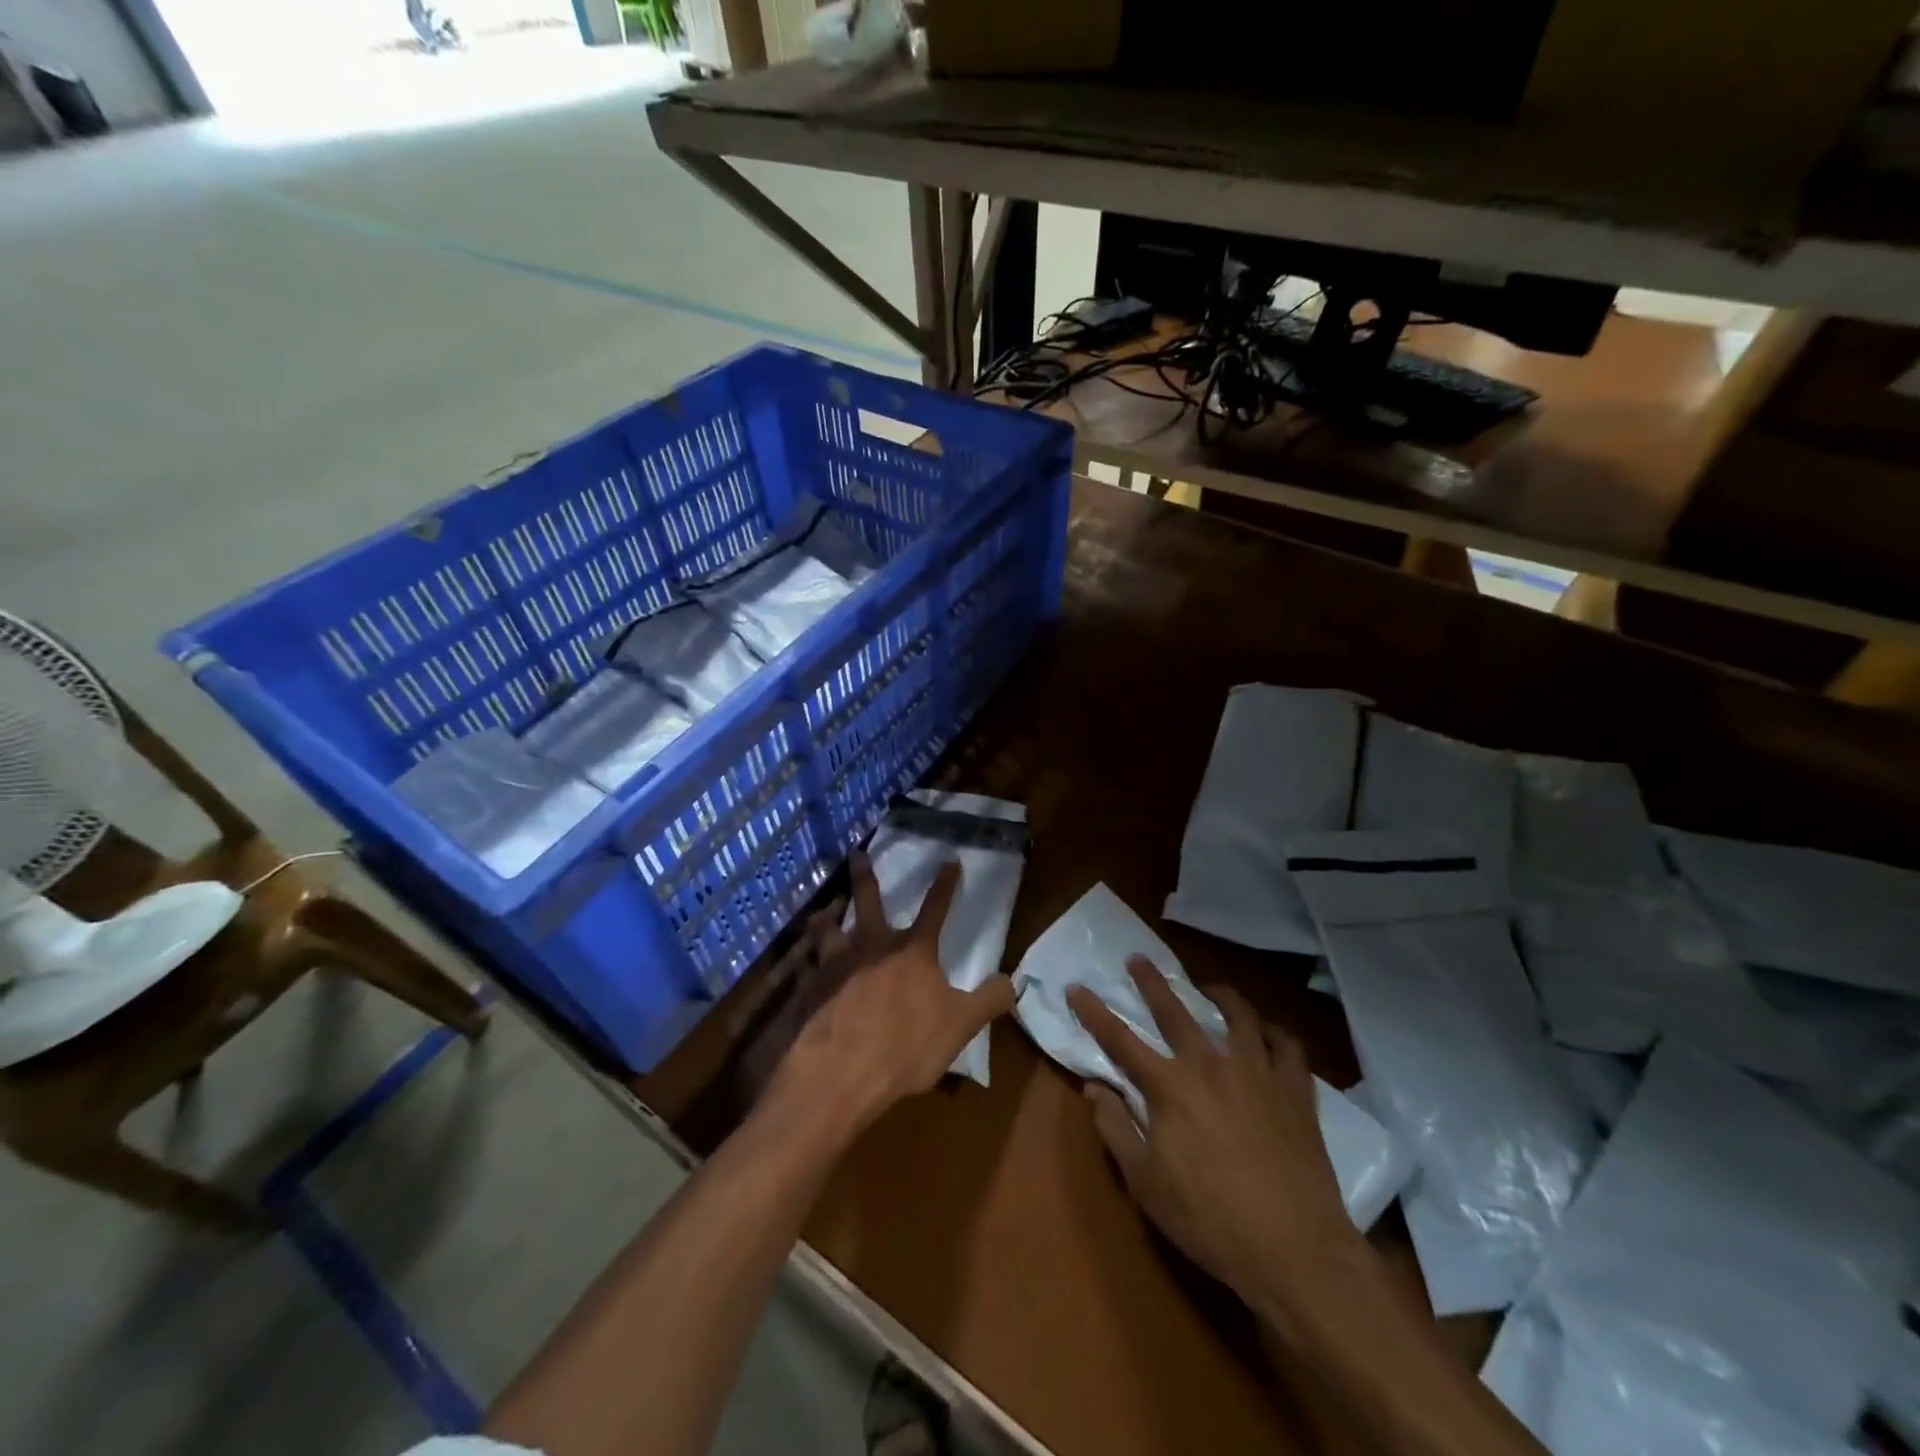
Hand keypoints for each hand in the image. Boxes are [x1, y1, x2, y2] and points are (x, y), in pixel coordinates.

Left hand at [765, 852, 1014, 1147]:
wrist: (840, 1072)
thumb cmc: (905, 1046)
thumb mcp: (960, 1026)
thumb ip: (988, 1001)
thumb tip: (1011, 980)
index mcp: (912, 952)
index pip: (935, 909)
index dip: (945, 885)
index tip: (950, 861)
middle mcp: (872, 947)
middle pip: (868, 901)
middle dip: (865, 875)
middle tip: (857, 853)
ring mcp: (835, 965)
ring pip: (828, 929)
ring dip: (826, 918)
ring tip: (822, 913)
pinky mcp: (808, 988)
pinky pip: (805, 968)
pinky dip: (804, 964)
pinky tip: (800, 967)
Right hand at [1067, 957, 1355, 1299]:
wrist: (1294, 1250)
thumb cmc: (1209, 1221)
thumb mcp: (1145, 1183)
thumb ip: (1115, 1128)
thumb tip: (1093, 1086)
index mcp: (1169, 1087)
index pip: (1120, 1040)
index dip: (1094, 1012)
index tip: (1076, 987)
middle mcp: (1211, 1066)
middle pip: (1176, 1011)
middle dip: (1152, 982)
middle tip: (1138, 959)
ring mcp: (1258, 1073)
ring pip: (1238, 1015)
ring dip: (1219, 994)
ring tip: (1209, 988)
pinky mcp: (1296, 1091)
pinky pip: (1287, 1045)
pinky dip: (1274, 1031)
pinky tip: (1266, 1031)